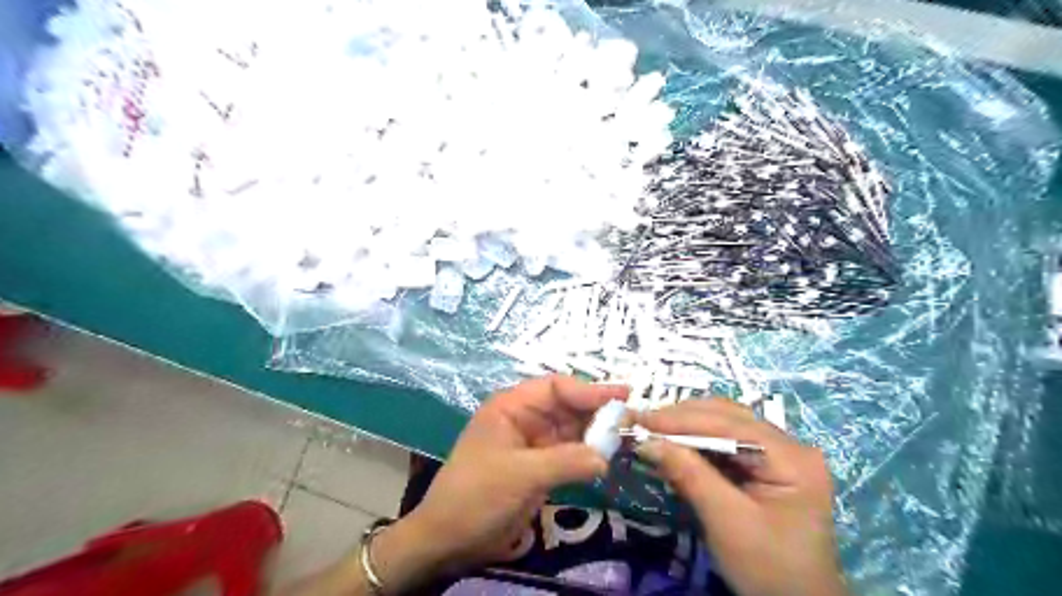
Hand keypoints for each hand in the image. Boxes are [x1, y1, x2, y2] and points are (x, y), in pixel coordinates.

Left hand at [385, 378, 623, 580]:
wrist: (450, 539)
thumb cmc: (477, 495)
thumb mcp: (521, 474)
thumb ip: (565, 461)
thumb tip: (606, 457)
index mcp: (511, 407)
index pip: (555, 388)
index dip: (588, 390)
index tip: (621, 397)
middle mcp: (524, 418)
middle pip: (567, 406)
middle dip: (597, 411)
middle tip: (631, 418)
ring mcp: (533, 443)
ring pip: (572, 429)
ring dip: (596, 433)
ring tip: (628, 435)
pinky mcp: (539, 466)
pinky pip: (570, 453)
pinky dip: (588, 454)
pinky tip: (609, 456)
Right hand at [632, 398, 850, 595]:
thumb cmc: (769, 570)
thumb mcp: (726, 522)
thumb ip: (688, 474)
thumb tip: (646, 441)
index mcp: (791, 457)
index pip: (729, 424)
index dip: (681, 419)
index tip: (641, 420)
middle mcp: (789, 445)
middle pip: (728, 416)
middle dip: (682, 418)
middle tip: (641, 422)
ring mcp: (780, 454)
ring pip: (726, 424)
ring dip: (687, 426)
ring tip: (652, 429)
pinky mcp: (768, 466)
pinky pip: (727, 442)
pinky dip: (697, 441)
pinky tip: (675, 444)